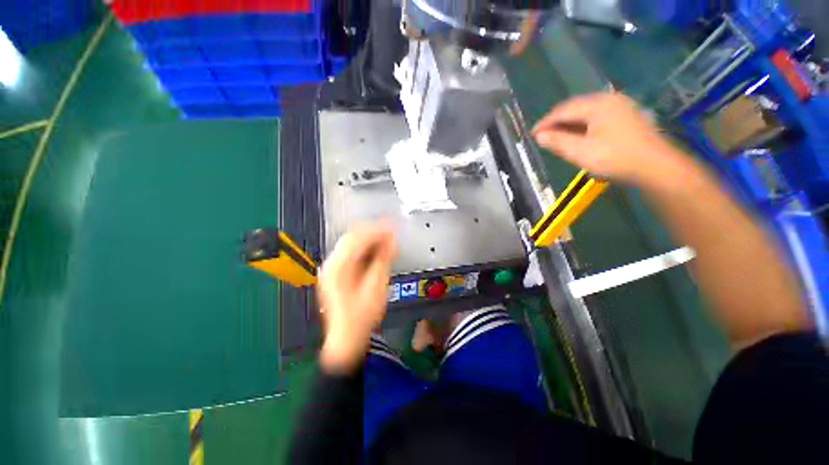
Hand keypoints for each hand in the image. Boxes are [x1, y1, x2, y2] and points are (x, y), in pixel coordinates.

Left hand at [317, 223, 396, 373]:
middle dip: (372, 231)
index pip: (357, 238)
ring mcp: (331, 268)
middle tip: (390, 232)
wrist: (347, 339)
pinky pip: (350, 252)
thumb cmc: (362, 316)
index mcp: (338, 267)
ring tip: (386, 239)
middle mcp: (330, 264)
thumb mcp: (376, 286)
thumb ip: (383, 260)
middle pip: (351, 237)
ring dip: (368, 239)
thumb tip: (391, 240)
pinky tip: (375, 250)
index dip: (377, 230)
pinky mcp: (335, 273)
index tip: (392, 226)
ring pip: (350, 243)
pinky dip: (364, 248)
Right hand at [532, 92, 684, 188]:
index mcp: (597, 105)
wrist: (655, 167)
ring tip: (557, 137)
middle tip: (543, 136)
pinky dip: (583, 126)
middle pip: (575, 108)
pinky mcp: (627, 118)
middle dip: (557, 122)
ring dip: (569, 124)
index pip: (563, 110)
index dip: (545, 122)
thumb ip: (558, 141)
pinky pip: (597, 118)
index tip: (532, 134)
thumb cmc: (615, 158)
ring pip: (586, 113)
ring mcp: (621, 107)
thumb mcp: (580, 152)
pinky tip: (577, 136)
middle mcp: (609, 100)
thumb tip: (539, 136)